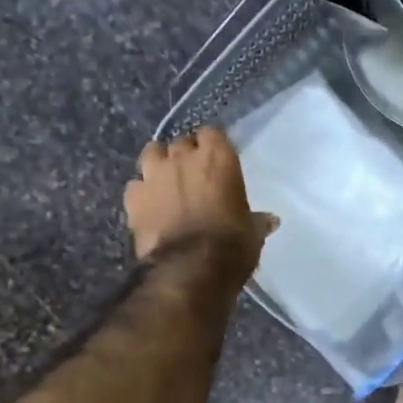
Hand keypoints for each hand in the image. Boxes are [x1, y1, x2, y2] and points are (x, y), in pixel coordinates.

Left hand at [125, 127, 276, 283]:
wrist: (189, 269)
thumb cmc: (231, 246)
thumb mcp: (252, 234)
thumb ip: (256, 221)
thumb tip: (270, 220)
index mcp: (217, 158)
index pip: (212, 133)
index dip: (212, 146)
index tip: (216, 161)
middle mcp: (183, 157)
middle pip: (181, 141)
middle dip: (185, 154)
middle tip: (192, 175)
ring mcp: (153, 174)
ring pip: (151, 153)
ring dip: (158, 163)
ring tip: (165, 181)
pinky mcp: (133, 197)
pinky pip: (135, 185)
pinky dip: (141, 192)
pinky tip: (148, 206)